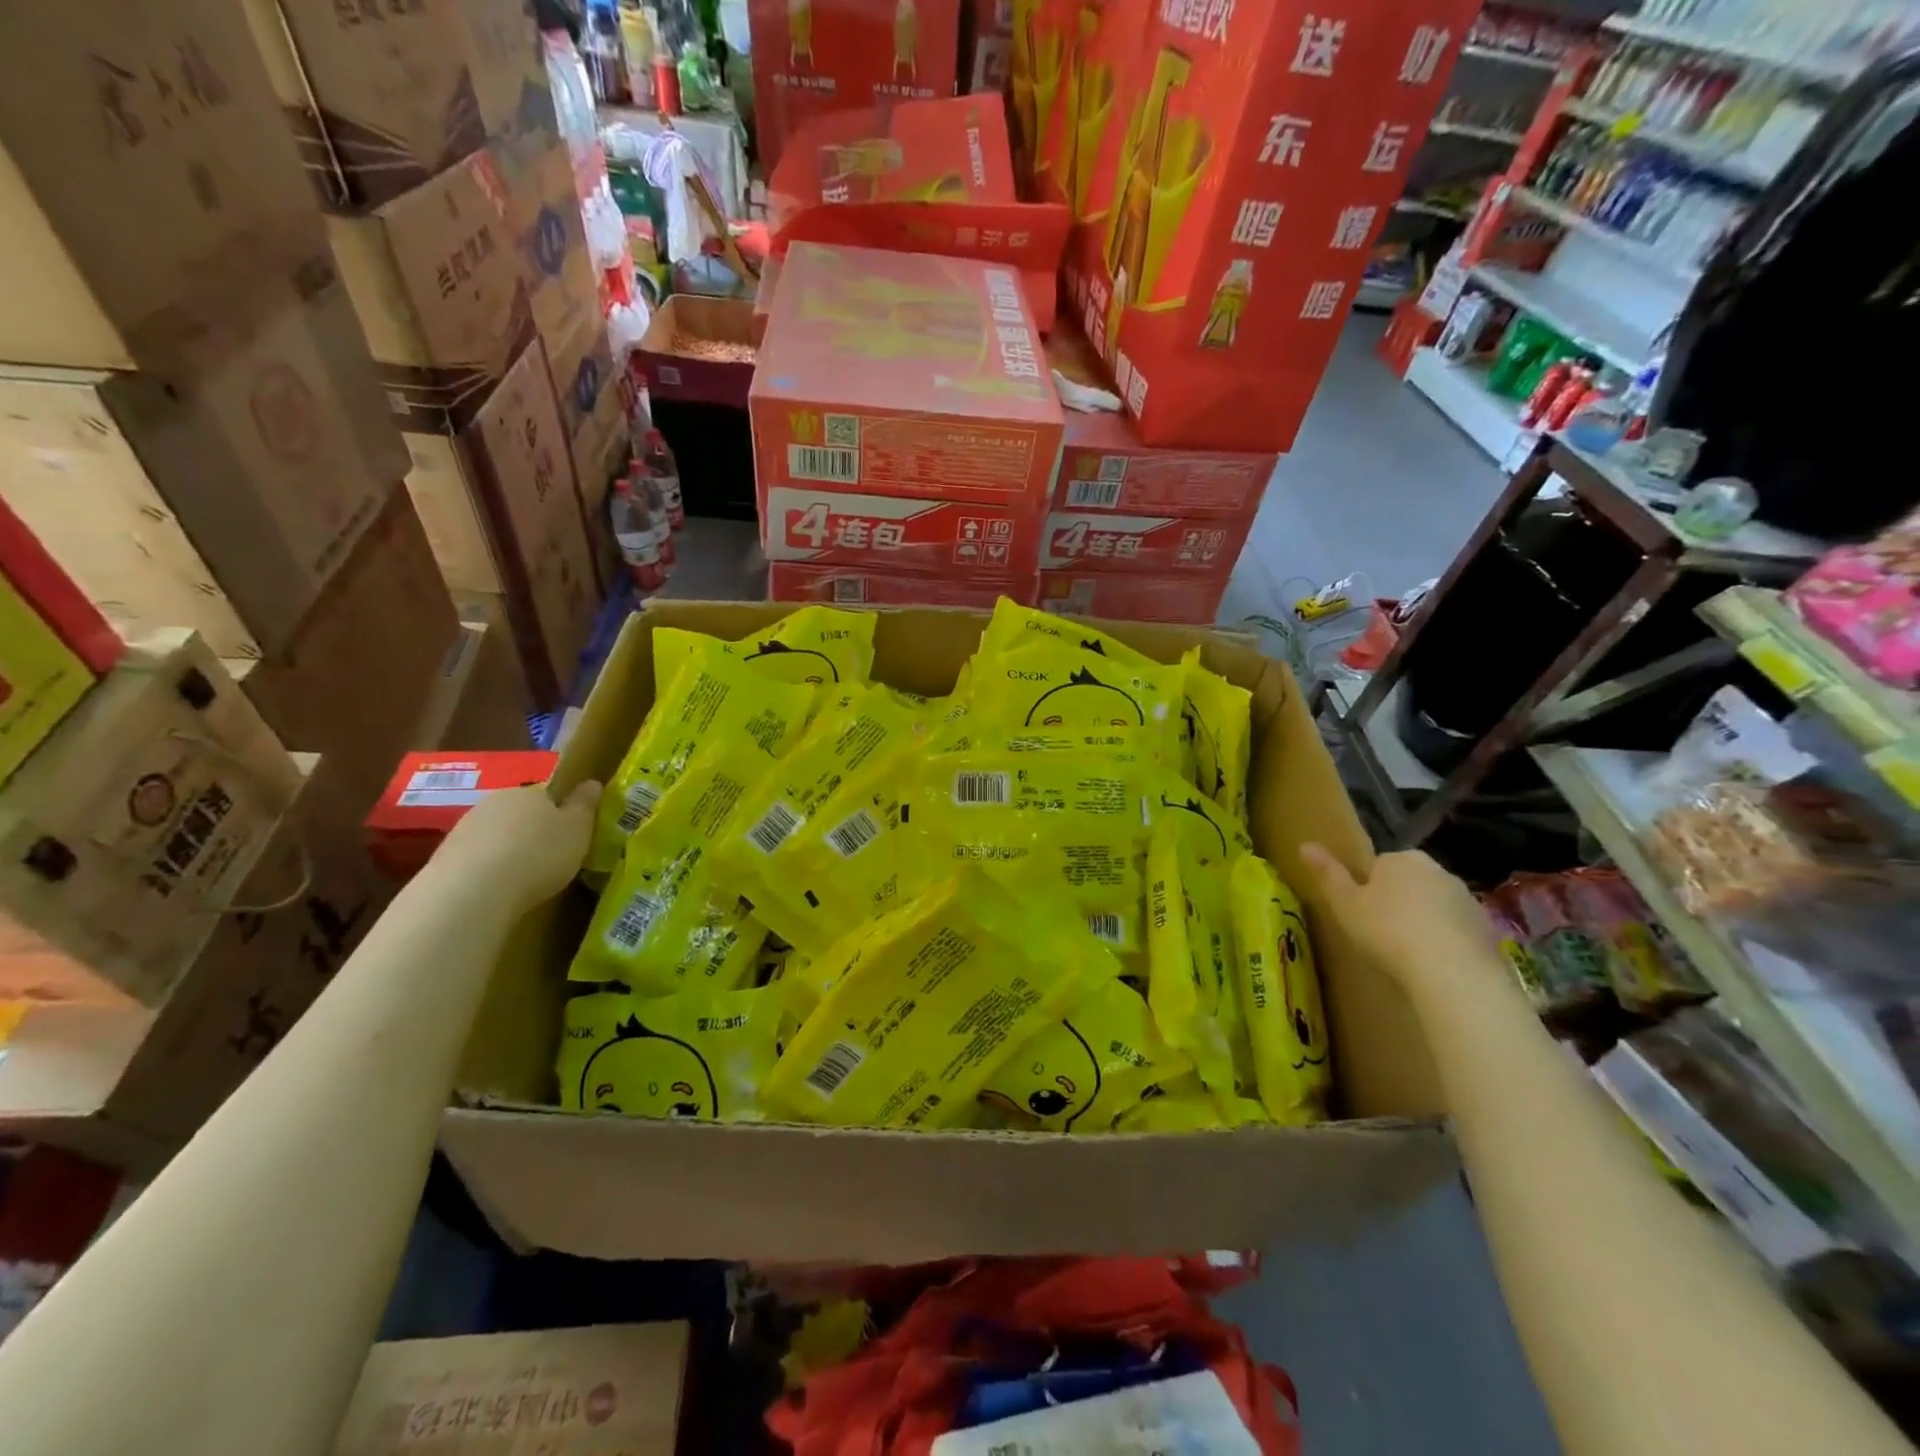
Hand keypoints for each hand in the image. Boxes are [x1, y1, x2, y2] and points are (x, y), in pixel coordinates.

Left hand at [432, 781, 599, 911]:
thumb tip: (592, 782)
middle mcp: (494, 802)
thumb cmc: (538, 854)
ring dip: (507, 851)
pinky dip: (486, 870)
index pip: (548, 795)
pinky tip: (496, 890)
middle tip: (548, 859)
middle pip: (519, 814)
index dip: (560, 815)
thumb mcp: (577, 830)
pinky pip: (475, 859)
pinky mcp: (443, 857)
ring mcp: (464, 828)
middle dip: (531, 832)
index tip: (569, 837)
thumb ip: (585, 805)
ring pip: (495, 836)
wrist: (472, 890)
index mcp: (529, 792)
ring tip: (521, 880)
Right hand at [1299, 844, 1503, 1002]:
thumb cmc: (1387, 930)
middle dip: (1397, 902)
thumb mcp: (1345, 903)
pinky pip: (1456, 929)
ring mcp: (1466, 898)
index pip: (1378, 866)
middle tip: (1381, 935)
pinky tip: (1434, 965)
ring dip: (1422, 921)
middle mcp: (1436, 869)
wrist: (1452, 971)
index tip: (1361, 914)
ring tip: (1408, 954)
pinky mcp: (1486, 927)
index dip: (1367, 890)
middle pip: (1408, 883)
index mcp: (1400, 859)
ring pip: (1434, 906)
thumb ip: (1327, 873)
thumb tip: (1305, 845)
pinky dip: (1445, 941)